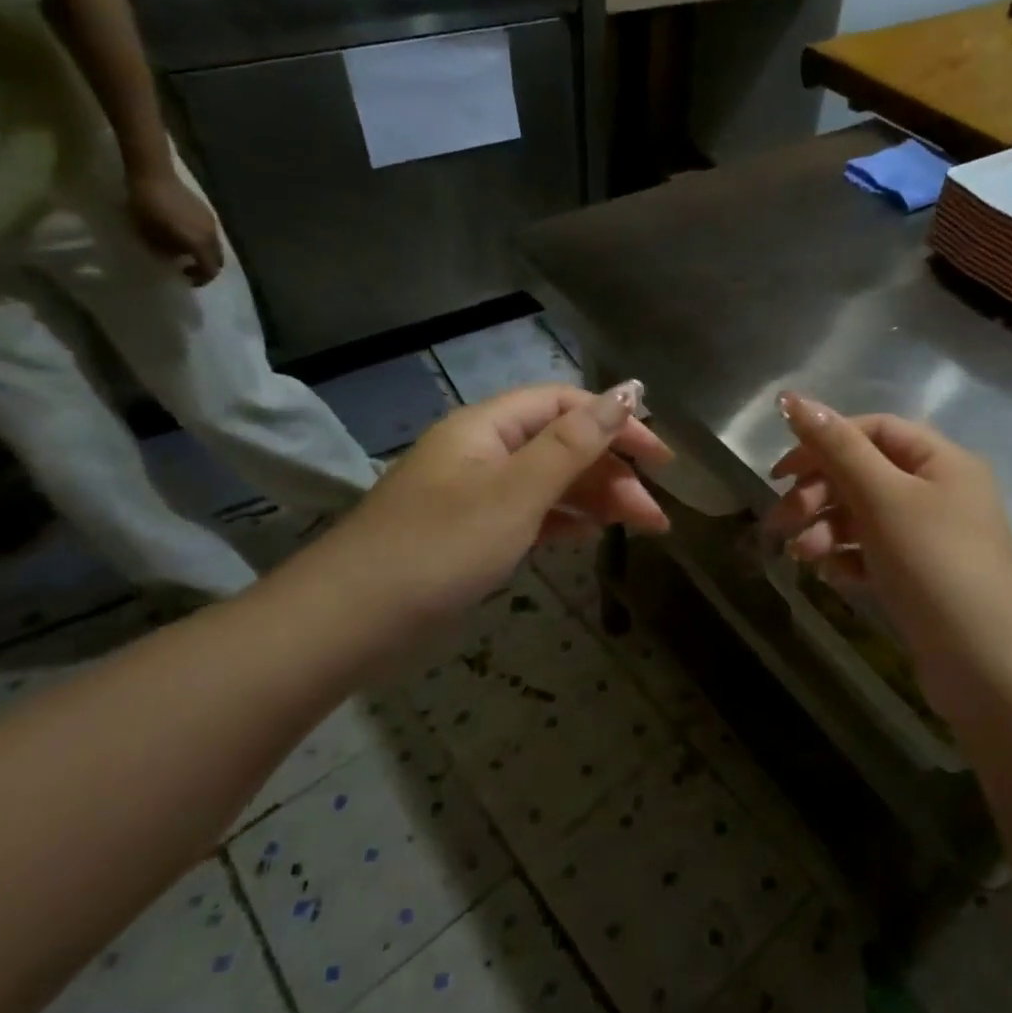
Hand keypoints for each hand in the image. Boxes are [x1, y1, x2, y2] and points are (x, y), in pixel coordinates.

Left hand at [128, 169, 223, 285]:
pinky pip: (210, 233)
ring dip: (204, 253)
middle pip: (217, 259)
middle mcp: (212, 235)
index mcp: (199, 243)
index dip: (201, 278)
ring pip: (215, 246)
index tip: (186, 279)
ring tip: (185, 251)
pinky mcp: (206, 211)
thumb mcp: (149, 234)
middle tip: (188, 268)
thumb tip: (175, 259)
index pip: (210, 269)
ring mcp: (211, 222)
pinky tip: (185, 234)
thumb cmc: (148, 206)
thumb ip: (166, 252)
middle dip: (206, 267)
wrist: (153, 174)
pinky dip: (202, 240)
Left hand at [338, 381, 671, 625]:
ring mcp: (474, 492)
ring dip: (595, 498)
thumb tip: (628, 390)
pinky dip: (563, 520)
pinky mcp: (469, 532)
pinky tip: (589, 536)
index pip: (567, 405)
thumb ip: (574, 443)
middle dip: (613, 472)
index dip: (618, 423)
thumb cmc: (440, 548)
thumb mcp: (516, 492)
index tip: (662, 461)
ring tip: (638, 529)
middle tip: (653, 517)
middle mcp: (482, 450)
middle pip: (562, 444)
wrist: (350, 622)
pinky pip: (529, 512)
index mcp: (488, 426)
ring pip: (548, 482)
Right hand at [763, 393, 1011, 712]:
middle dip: (818, 493)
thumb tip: (793, 398)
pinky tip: (831, 576)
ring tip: (802, 556)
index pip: (873, 430)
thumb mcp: (884, 499)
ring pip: (864, 517)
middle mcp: (939, 492)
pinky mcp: (920, 578)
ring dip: (826, 529)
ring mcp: (931, 538)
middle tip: (782, 520)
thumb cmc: (936, 566)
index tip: (780, 471)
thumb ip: (837, 448)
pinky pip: (873, 553)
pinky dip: (847, 558)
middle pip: (864, 474)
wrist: (989, 667)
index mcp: (941, 461)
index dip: (824, 442)